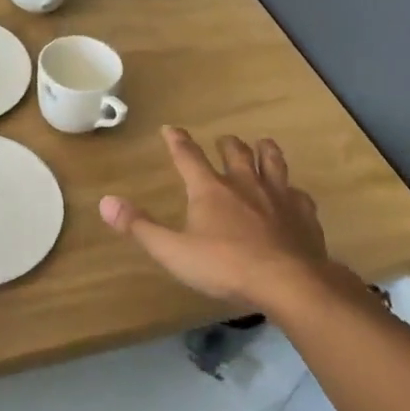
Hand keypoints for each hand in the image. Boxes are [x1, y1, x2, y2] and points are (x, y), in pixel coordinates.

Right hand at [100, 127, 337, 308]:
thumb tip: (105, 201)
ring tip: (262, 145)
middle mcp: (244, 184)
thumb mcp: (173, 251)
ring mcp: (278, 196)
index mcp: (210, 189)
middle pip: (235, 153)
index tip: (170, 128)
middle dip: (227, 144)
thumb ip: (140, 226)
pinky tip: (294, 194)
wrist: (289, 282)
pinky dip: (292, 190)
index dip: (177, 141)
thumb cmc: (226, 266)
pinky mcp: (304, 214)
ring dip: (265, 151)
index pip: (188, 156)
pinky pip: (298, 194)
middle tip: (223, 140)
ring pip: (272, 162)